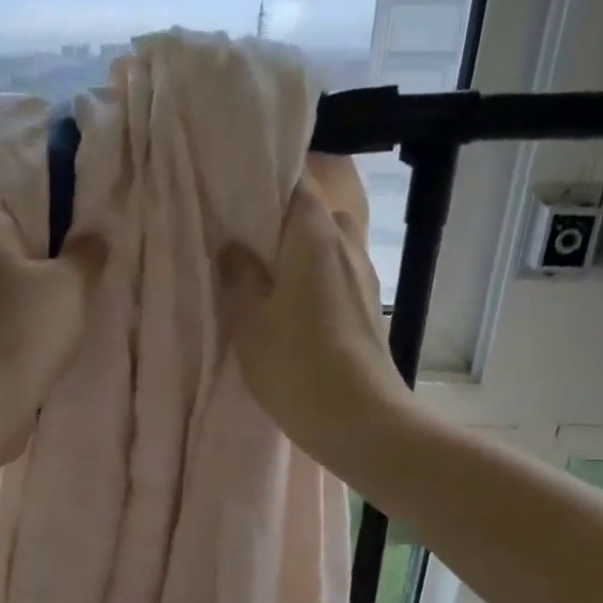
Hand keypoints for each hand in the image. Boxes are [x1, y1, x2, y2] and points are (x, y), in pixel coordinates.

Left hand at [0, 219, 107, 454]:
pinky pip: (11, 316)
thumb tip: (94, 233)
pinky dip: (32, 323)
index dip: (65, 224)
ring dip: (46, 298)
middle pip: (25, 250)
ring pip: (19, 286)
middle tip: (92, 281)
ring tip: (78, 313)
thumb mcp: (71, 284)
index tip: (92, 247)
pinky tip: (54, 338)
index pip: (30, 209)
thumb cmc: (29, 331)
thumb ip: (87, 252)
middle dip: (57, 265)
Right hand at [216, 178, 404, 468]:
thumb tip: (233, 247)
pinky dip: (313, 281)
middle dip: (281, 225)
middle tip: (245, 248)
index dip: (266, 185)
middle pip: (313, 215)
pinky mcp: (368, 306)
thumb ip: (238, 275)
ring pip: (326, 248)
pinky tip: (292, 311)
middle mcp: (346, 243)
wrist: (360, 419)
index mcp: (315, 234)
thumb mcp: (249, 320)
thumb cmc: (296, 363)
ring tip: (264, 282)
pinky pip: (335, 276)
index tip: (236, 200)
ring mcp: (364, 275)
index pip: (296, 183)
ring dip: (298, 257)